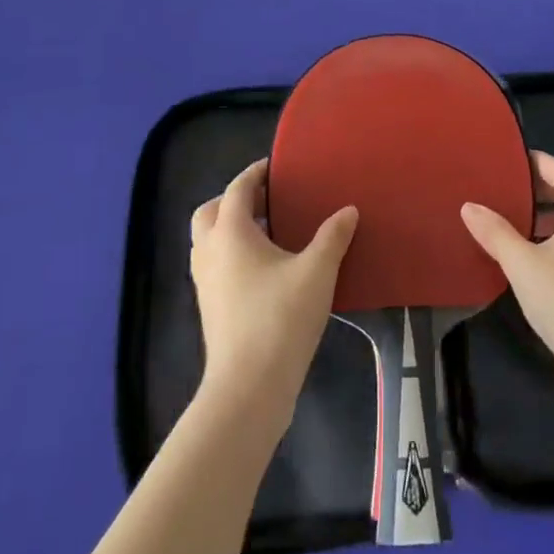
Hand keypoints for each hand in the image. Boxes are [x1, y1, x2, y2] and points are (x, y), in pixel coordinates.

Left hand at [191, 159, 356, 434]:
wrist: (248, 387)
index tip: (275, 166)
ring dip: (229, 228)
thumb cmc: (280, 318)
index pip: (237, 189)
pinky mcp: (209, 307)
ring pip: (208, 240)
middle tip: (265, 200)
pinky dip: (231, 254)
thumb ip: (333, 237)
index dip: (255, 174)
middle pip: (210, 211)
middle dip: (233, 200)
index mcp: (231, 233)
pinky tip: (263, 268)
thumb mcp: (316, 272)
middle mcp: (210, 251)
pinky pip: (214, 264)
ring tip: (267, 232)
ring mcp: (204, 282)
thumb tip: (348, 211)